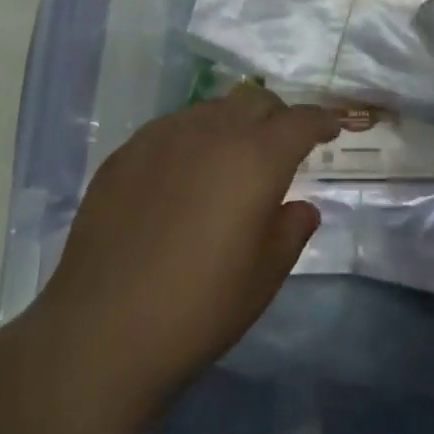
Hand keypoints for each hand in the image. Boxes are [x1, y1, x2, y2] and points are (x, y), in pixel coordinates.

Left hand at [25, 85, 338, 414]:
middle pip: (255, 101)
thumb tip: (301, 207)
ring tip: (230, 159)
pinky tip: (182, 175)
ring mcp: (163, 138)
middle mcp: (212, 132)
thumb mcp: (265, 276)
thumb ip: (291, 230)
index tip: (330, 129)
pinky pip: (171, 129)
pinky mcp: (125, 154)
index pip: (300, 121)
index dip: (320, 121)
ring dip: (232, 124)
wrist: (102, 331)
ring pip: (211, 110)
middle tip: (281, 145)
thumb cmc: (200, 308)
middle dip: (276, 116)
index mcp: (256, 158)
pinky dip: (191, 139)